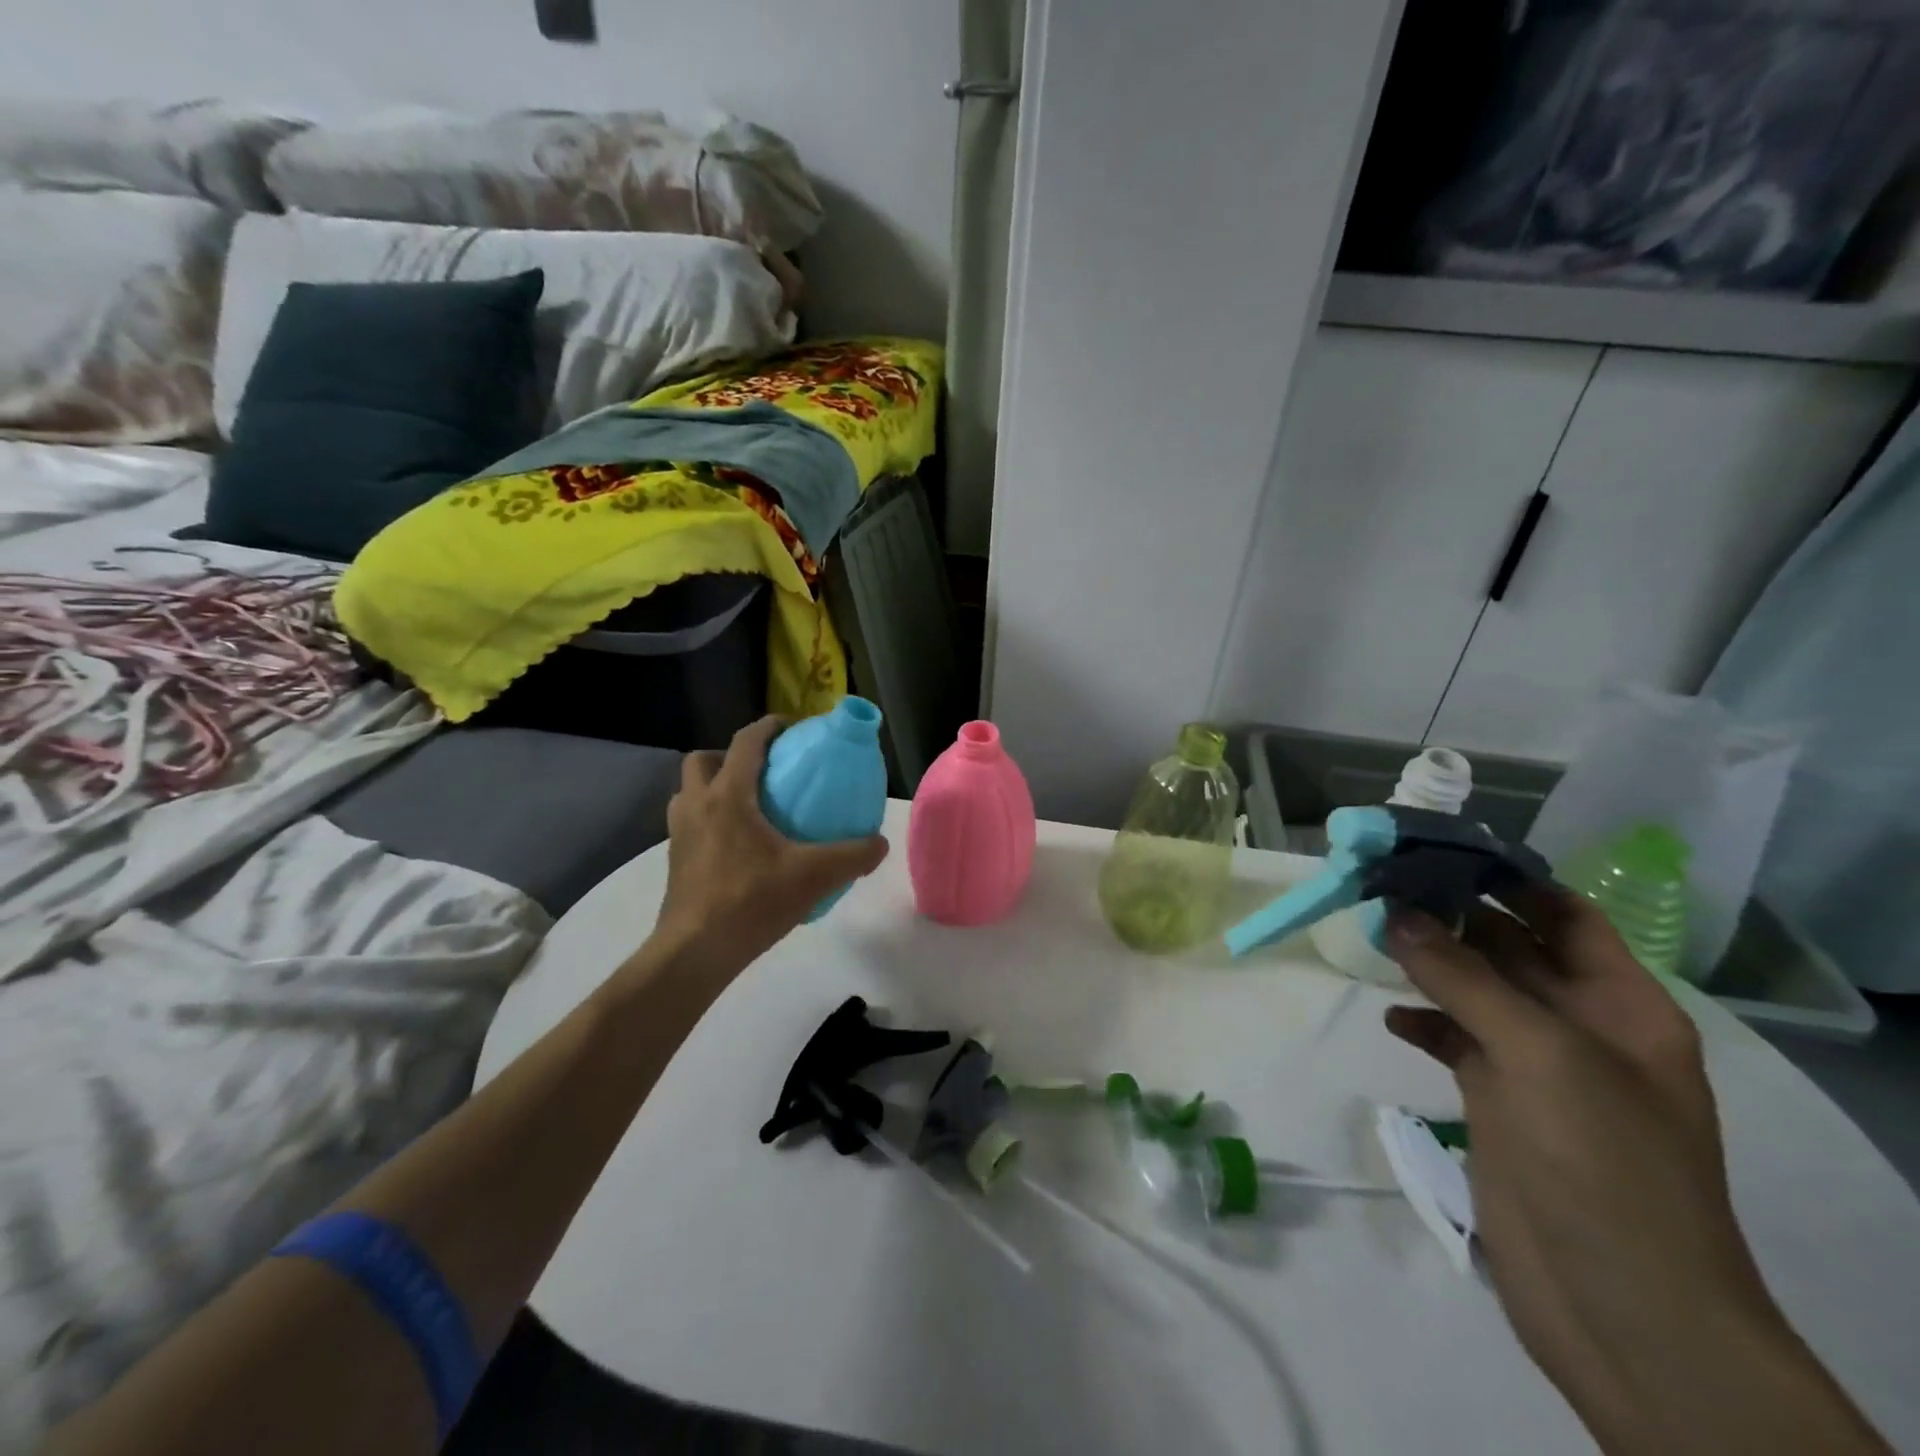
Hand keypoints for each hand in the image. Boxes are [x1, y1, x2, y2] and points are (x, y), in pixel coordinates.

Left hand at [646, 716, 887, 979]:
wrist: (695, 951)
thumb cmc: (751, 901)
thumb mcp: (814, 876)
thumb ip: (853, 856)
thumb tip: (880, 843)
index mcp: (728, 796)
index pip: (744, 743)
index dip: (767, 727)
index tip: (789, 727)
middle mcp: (696, 805)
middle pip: (701, 760)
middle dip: (728, 756)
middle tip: (760, 772)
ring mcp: (679, 834)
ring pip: (689, 792)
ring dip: (712, 788)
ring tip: (747, 807)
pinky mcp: (674, 861)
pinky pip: (689, 823)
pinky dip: (708, 820)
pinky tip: (736, 847)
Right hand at [1384, 888, 1886, 1454]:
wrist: (1620, 1307)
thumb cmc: (1602, 1164)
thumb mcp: (1538, 1054)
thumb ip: (1462, 978)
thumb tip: (1394, 913)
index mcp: (1620, 1006)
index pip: (1562, 915)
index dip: (1505, 878)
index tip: (1434, 850)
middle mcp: (1580, 1026)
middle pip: (1510, 947)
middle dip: (1451, 915)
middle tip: (1381, 882)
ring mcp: (1537, 1066)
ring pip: (1476, 991)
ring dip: (1429, 963)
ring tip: (1372, 935)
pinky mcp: (1498, 1101)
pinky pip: (1455, 1040)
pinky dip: (1423, 1022)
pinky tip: (1390, 1017)